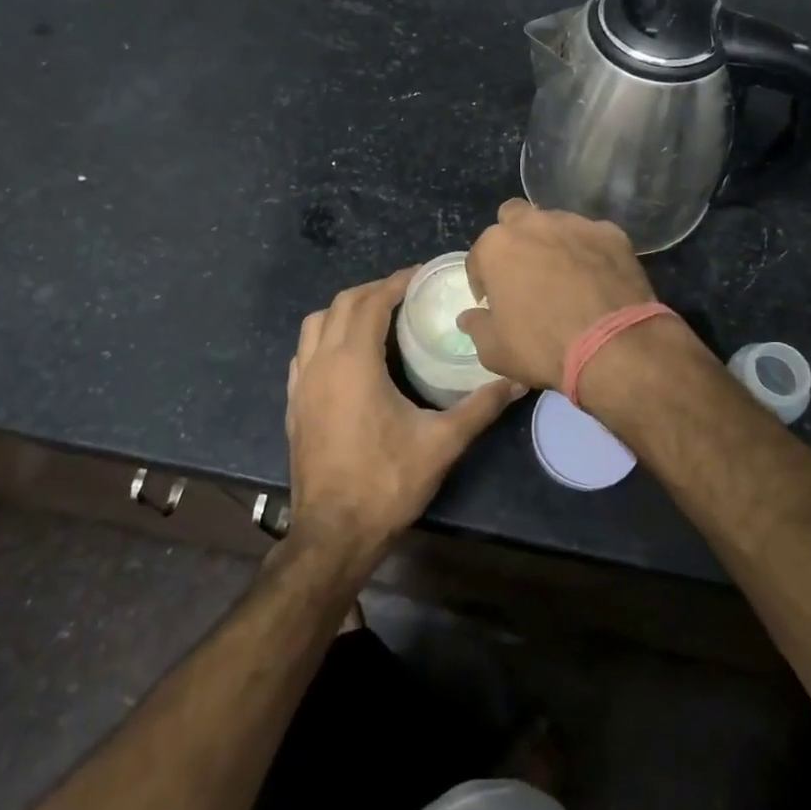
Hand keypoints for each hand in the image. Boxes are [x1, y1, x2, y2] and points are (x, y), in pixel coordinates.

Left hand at [286, 269, 522, 563]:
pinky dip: (324, 337)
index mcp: (353, 362)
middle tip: (405, 294)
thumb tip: (517, 381)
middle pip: (342, 304)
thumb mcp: (441, 443)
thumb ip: (480, 407)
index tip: (420, 275)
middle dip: (373, 291)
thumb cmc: (387, 482)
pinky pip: (304, 352)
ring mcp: (301, 383)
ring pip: (316, 325)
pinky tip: (346, 356)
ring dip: (344, 311)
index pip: (371, 302)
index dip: (396, 282)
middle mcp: (321, 362)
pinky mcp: (293, 404)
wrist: (333, 534)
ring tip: (376, 318)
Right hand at [458, 199, 656, 390]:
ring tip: (565, 276)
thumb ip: (477, 327)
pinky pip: (592, 237)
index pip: (478, 257)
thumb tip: (469, 317)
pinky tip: (597, 278)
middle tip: (525, 274)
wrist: (614, 346)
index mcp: (497, 246)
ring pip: (555, 224)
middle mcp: (533, 224)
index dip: (483, 281)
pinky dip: (590, 252)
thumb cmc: (543, 347)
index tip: (492, 302)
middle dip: (515, 240)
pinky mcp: (611, 233)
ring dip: (553, 243)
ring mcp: (575, 224)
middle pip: (514, 218)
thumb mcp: (495, 351)